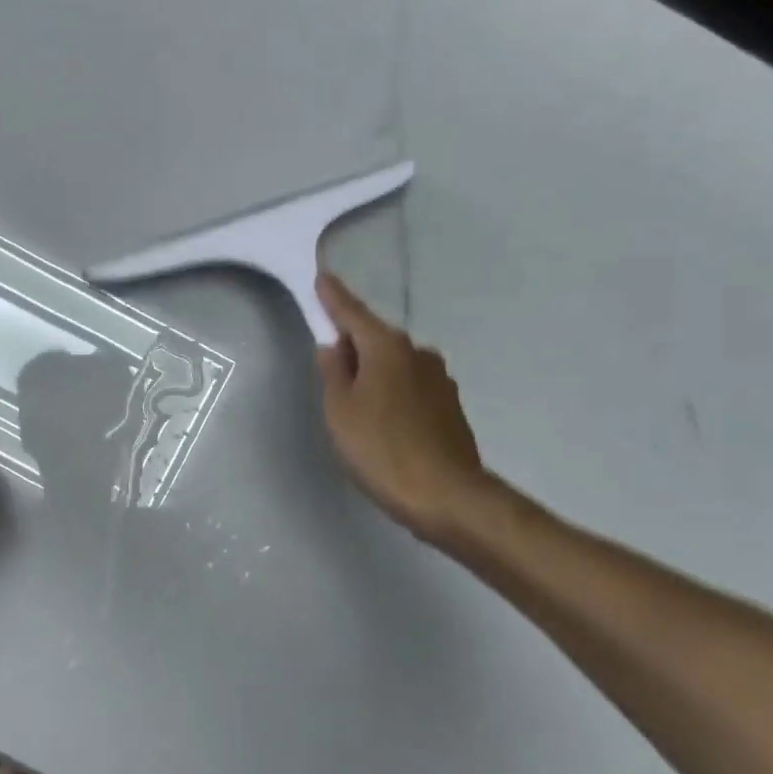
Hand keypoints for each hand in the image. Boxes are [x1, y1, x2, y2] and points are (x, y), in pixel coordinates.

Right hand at [314, 272, 496, 546]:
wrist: (446, 495)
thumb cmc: (381, 448)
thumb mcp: (340, 411)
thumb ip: (333, 373)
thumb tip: (334, 347)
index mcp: (387, 348)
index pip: (353, 313)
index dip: (334, 298)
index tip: (322, 277)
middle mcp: (418, 354)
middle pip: (376, 340)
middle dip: (353, 345)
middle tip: (330, 366)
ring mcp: (439, 380)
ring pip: (395, 366)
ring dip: (374, 374)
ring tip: (356, 405)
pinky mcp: (450, 407)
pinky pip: (410, 388)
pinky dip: (392, 394)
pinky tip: (383, 422)